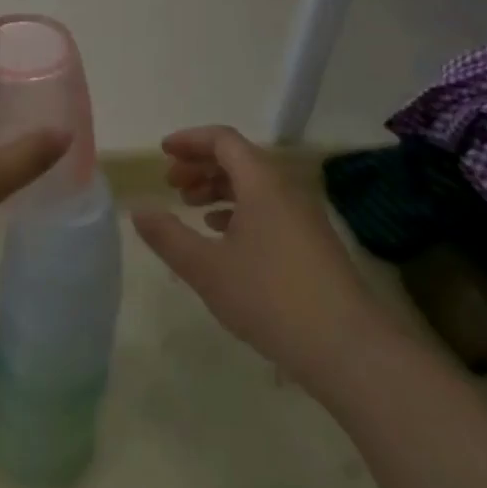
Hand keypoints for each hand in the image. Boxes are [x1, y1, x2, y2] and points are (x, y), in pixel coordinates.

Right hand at [132, 125, 380, 388]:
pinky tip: (223, 237)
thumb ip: (168, 236)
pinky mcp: (312, 242)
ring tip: (191, 209)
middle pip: (238, 159)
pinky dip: (239, 211)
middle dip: (201, 166)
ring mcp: (303, 215)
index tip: (162, 153)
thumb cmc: (270, 297)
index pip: (222, 140)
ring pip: (254, 185)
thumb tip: (138, 209)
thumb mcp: (207, 268)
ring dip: (219, 189)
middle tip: (171, 185)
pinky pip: (268, 208)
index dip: (190, 141)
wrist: (348, 347)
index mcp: (261, 181)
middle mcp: (285, 187)